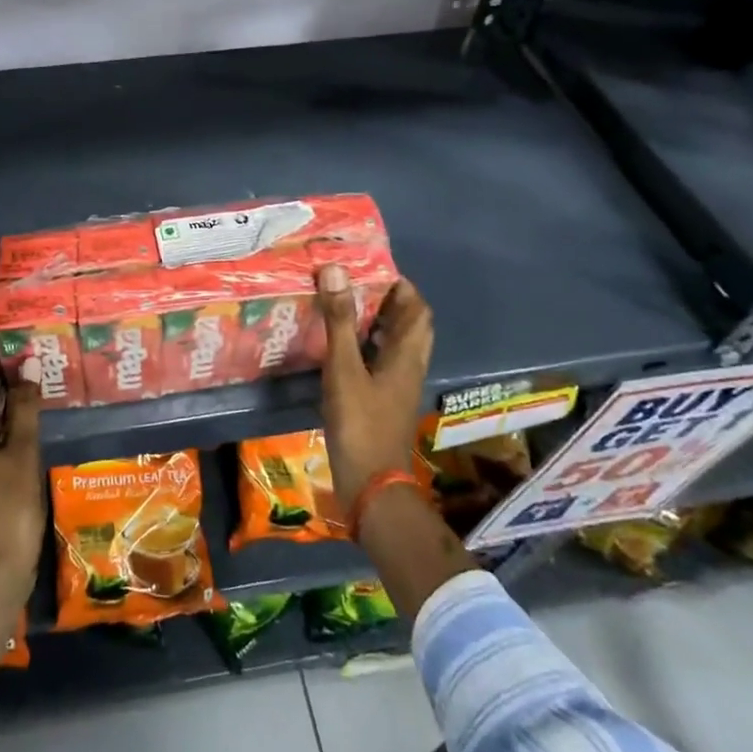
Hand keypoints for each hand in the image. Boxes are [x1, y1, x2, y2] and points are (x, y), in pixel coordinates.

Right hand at [316, 265, 433, 512]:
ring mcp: (396, 386)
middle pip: (409, 325)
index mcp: (407, 355)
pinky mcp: (382, 401)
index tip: (370, 267)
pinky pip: (379, 362)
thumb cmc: (360, 423)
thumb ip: (340, 320)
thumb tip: (335, 270)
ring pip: (394, 344)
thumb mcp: (344, 368)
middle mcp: (408, 367)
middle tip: (353, 284)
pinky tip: (337, 346)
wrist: (370, 483)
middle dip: (387, 301)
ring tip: (342, 305)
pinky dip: (364, 346)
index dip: (400, 285)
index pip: (417, 309)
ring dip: (376, 323)